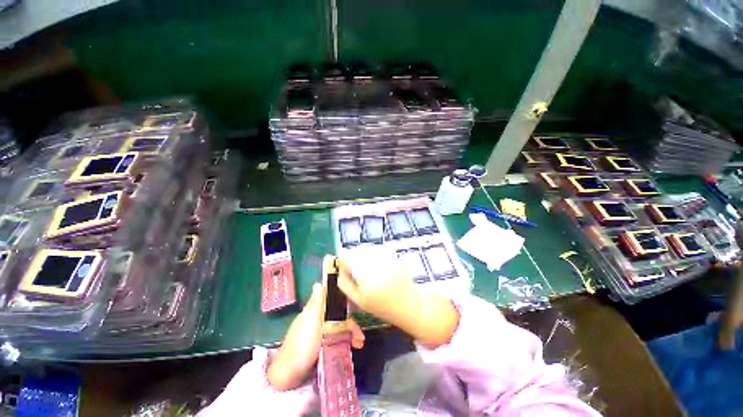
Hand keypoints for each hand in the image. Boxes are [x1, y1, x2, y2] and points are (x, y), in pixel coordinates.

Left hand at [267, 283, 364, 390]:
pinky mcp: (321, 345)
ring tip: (359, 343)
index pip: (330, 298)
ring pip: (339, 327)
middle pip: (338, 314)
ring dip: (350, 333)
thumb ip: (317, 303)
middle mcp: (317, 319)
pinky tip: (353, 346)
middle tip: (360, 334)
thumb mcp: (311, 321)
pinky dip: (345, 341)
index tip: (354, 302)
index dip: (342, 298)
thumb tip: (318, 283)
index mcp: (314, 310)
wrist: (289, 376)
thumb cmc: (302, 345)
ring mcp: (319, 333)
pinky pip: (336, 338)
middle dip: (350, 322)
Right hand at [337, 251, 459, 347]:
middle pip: (356, 250)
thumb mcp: (359, 301)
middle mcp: (375, 261)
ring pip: (367, 248)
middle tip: (356, 271)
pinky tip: (377, 266)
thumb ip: (345, 284)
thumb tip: (339, 269)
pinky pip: (377, 250)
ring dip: (363, 255)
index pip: (346, 255)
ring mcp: (385, 257)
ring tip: (367, 269)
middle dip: (353, 258)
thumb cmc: (383, 307)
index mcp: (365, 274)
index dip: (343, 259)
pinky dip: (373, 255)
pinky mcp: (392, 255)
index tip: (344, 266)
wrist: (410, 304)